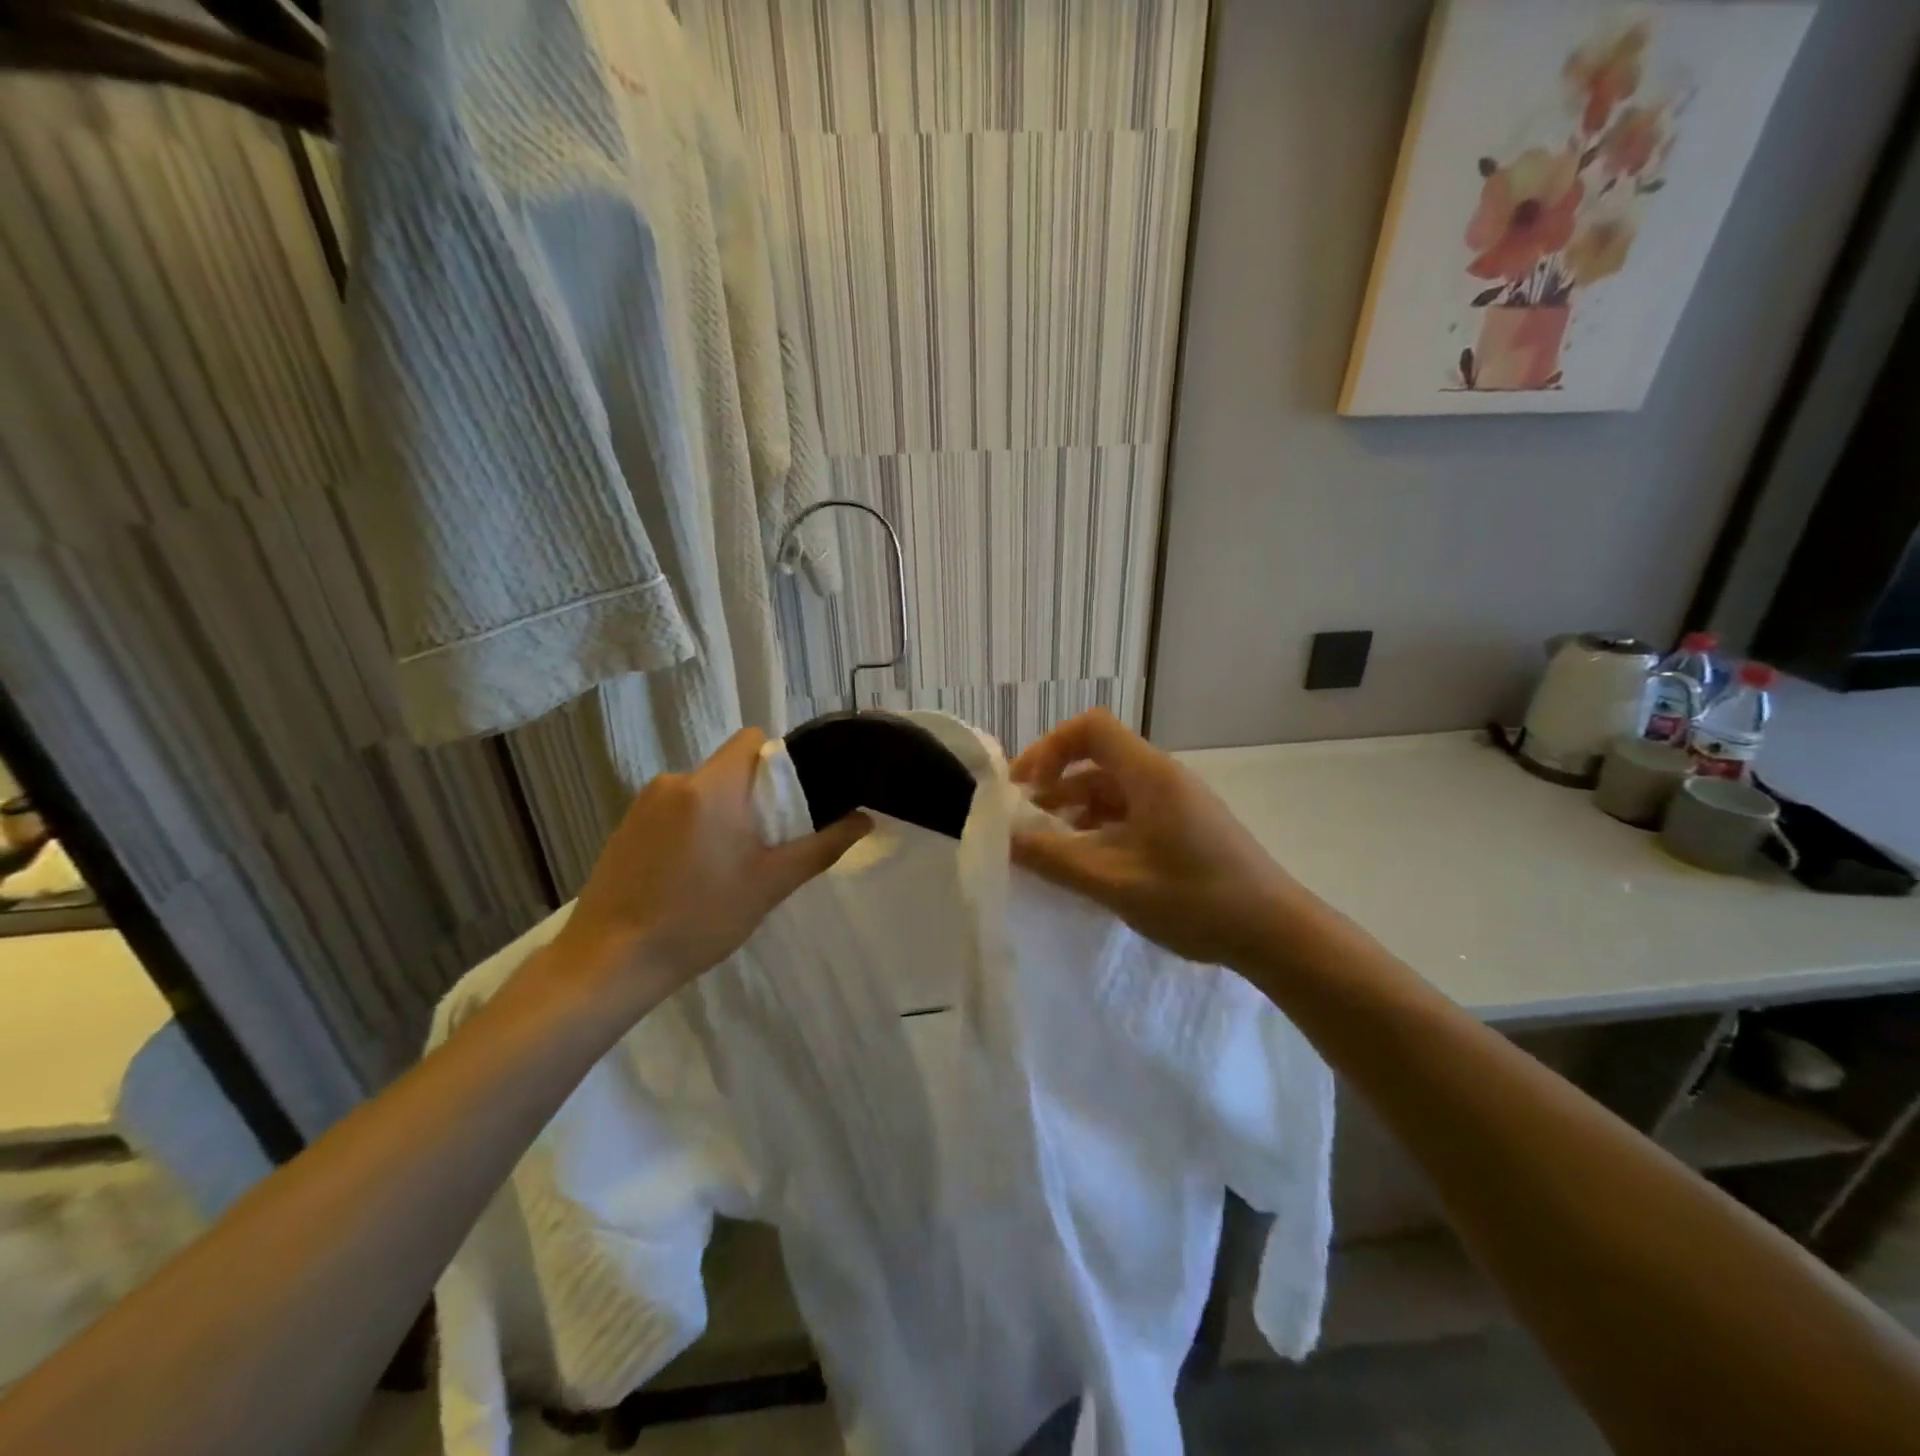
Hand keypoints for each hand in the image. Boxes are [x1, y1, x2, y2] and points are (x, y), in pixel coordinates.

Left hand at [551, 729, 869, 1003]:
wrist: (610, 962)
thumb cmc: (699, 919)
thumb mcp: (770, 884)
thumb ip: (821, 847)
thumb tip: (864, 820)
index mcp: (711, 787)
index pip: (751, 741)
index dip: (777, 762)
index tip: (789, 803)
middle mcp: (674, 782)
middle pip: (728, 769)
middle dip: (751, 798)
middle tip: (764, 846)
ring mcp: (642, 805)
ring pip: (701, 793)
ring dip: (720, 815)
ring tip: (725, 867)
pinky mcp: (623, 829)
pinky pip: (673, 812)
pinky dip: (690, 830)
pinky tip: (688, 877)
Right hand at [1010, 709, 1303, 968]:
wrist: (1274, 932)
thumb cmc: (1195, 899)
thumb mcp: (1114, 881)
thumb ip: (1054, 858)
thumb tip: (1004, 838)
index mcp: (1148, 774)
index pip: (1090, 727)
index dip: (1050, 748)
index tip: (1024, 787)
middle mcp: (1161, 777)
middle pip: (1096, 758)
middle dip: (1054, 785)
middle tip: (1024, 824)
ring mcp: (1174, 803)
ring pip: (1111, 790)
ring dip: (1074, 811)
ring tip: (1048, 850)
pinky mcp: (1182, 827)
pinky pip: (1129, 813)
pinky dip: (1099, 829)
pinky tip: (1087, 865)